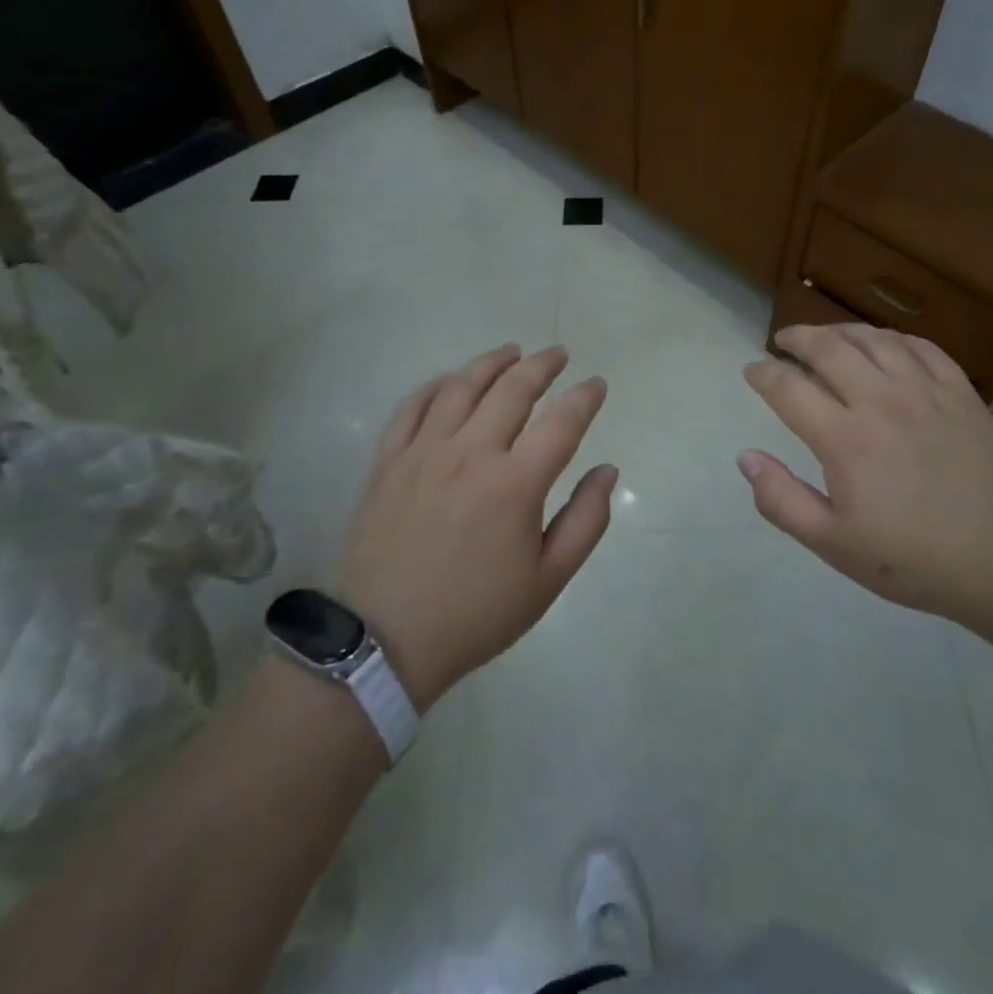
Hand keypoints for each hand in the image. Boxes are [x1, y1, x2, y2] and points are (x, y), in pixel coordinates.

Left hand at [329, 344, 615, 709]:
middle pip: (513, 389)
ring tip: (511, 352)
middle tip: (558, 354)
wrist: (384, 641)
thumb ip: (586, 520)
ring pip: (462, 386)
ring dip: (492, 362)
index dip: (585, 397)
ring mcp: (423, 451)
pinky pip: (413, 405)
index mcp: (515, 483)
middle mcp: (470, 453)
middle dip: (542, 365)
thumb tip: (607, 471)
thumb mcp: (548, 580)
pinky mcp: (388, 460)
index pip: (562, 421)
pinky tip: (452, 380)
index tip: (596, 385)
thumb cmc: (476, 613)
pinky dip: (438, 384)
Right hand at [738, 323, 992, 619]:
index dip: (763, 374)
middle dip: (798, 338)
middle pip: (829, 348)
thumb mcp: (834, 544)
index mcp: (845, 439)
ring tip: (827, 337)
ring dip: (841, 331)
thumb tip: (746, 458)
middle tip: (783, 341)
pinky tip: (885, 345)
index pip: (789, 388)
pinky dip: (894, 338)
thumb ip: (782, 500)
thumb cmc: (914, 559)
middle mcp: (881, 401)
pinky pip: (922, 347)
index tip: (752, 371)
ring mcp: (926, 392)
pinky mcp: (962, 393)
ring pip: (874, 339)